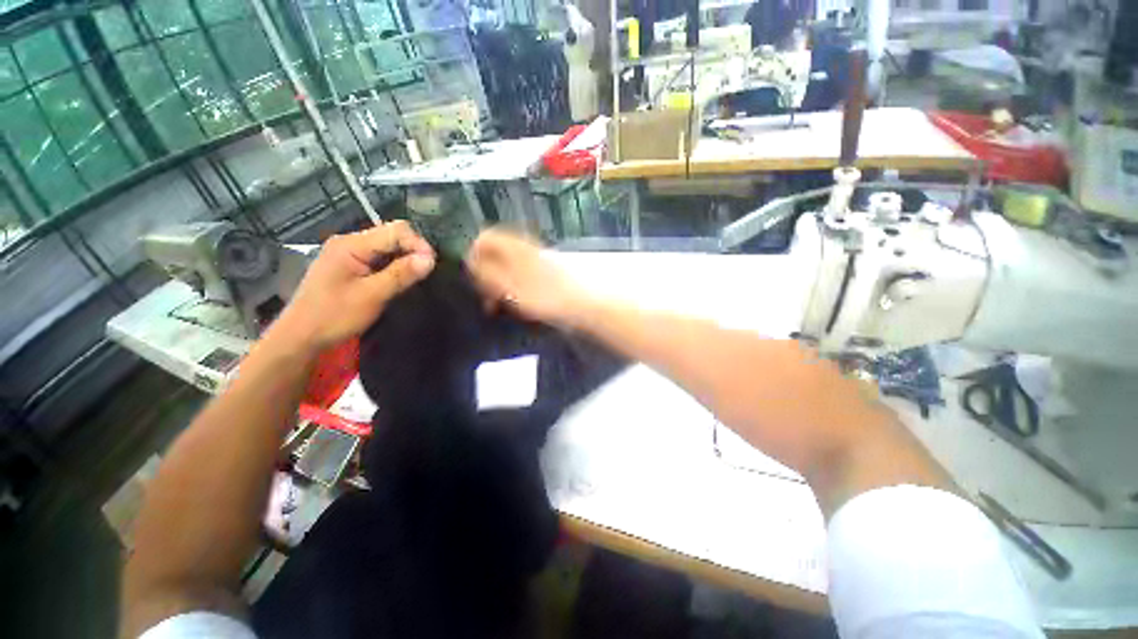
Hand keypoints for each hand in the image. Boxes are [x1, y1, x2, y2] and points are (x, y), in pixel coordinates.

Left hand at [273, 221, 434, 351]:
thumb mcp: (372, 295)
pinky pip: (379, 258)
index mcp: (351, 244)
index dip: (418, 244)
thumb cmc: (334, 315)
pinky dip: (394, 266)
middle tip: (427, 273)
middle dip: (413, 251)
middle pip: (391, 235)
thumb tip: (430, 259)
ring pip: (387, 247)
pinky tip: (400, 280)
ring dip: (405, 259)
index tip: (432, 265)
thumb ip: (401, 274)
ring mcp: (348, 253)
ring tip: (417, 277)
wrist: (301, 337)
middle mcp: (349, 242)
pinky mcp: (350, 266)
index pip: (395, 230)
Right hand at [466, 228, 588, 325]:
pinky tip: (515, 304)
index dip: (473, 257)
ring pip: (506, 267)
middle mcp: (524, 249)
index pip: (484, 238)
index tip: (473, 280)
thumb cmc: (543, 297)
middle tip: (487, 298)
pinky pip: (519, 277)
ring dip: (498, 285)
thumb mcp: (508, 286)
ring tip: (499, 306)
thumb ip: (486, 272)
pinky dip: (512, 289)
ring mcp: (535, 261)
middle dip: (485, 274)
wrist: (581, 305)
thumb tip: (469, 261)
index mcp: (514, 247)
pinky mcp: (543, 274)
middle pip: (494, 253)